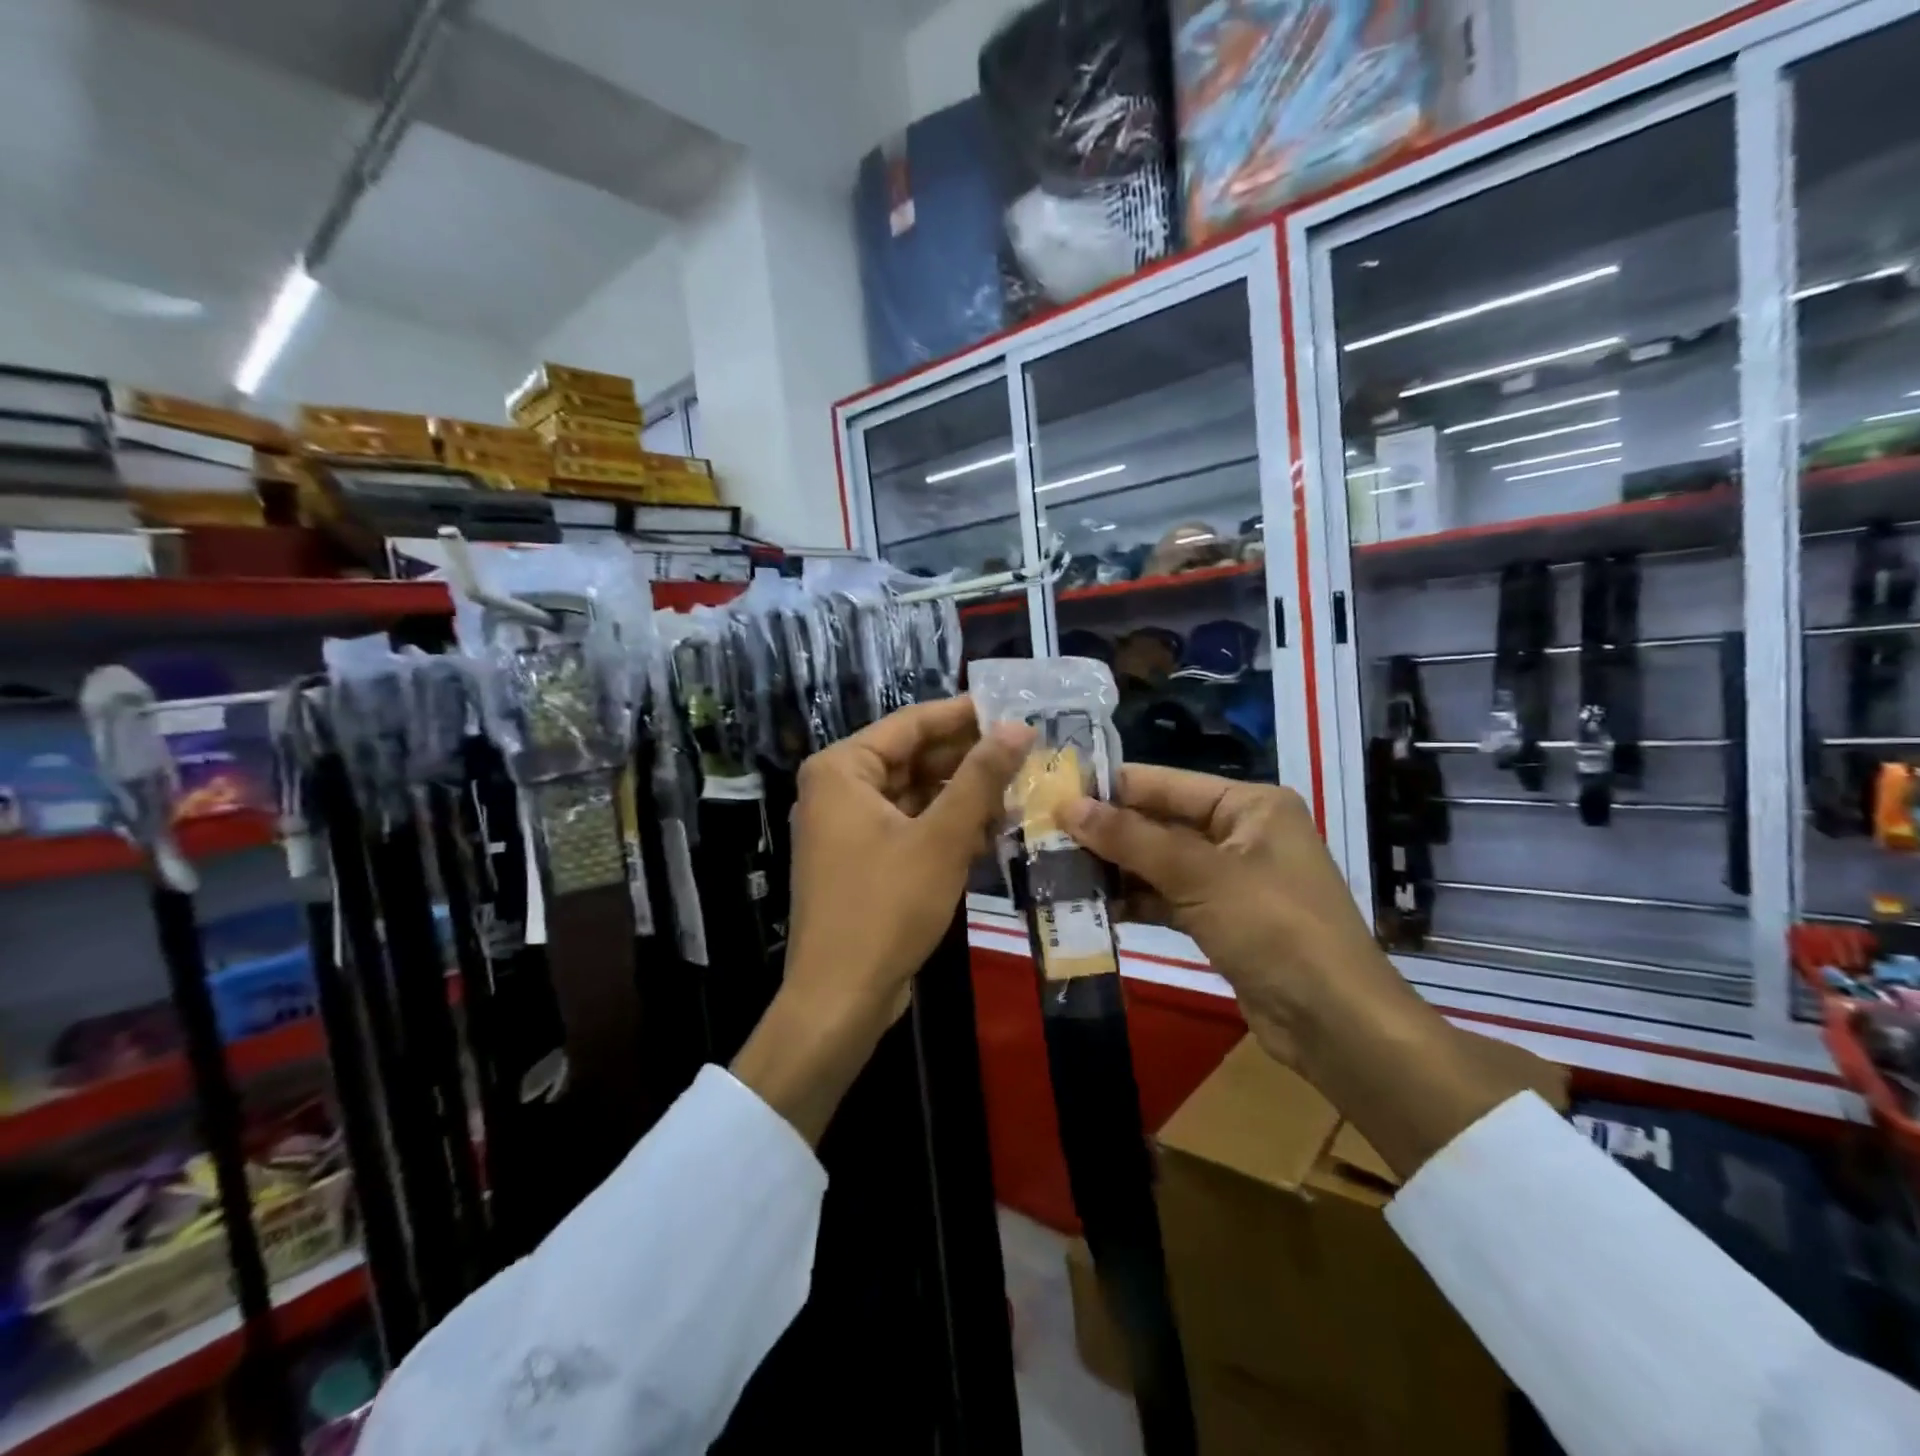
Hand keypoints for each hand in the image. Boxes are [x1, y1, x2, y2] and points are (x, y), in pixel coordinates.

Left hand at [734, 698, 1032, 1142]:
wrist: (841, 998)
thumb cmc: (885, 907)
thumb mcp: (941, 838)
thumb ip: (981, 778)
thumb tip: (1018, 726)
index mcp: (842, 769)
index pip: (911, 724)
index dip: (964, 715)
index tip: (1014, 707)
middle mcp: (838, 789)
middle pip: (914, 758)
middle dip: (969, 760)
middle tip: (1027, 751)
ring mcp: (848, 827)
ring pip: (916, 794)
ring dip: (963, 796)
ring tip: (1021, 789)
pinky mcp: (863, 860)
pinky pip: (910, 826)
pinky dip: (946, 827)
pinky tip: (992, 829)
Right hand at [1058, 767, 1403, 1072]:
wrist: (1335, 1024)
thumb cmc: (1274, 929)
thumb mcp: (1200, 876)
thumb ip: (1132, 840)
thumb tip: (1068, 806)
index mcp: (1248, 805)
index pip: (1165, 784)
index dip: (1110, 788)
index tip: (1053, 793)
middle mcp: (1241, 833)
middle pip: (1160, 823)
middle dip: (1107, 833)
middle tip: (1045, 837)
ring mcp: (1232, 878)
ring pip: (1160, 863)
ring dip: (1116, 870)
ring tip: (1057, 871)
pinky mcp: (1222, 919)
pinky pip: (1169, 898)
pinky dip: (1136, 901)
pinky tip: (1094, 907)